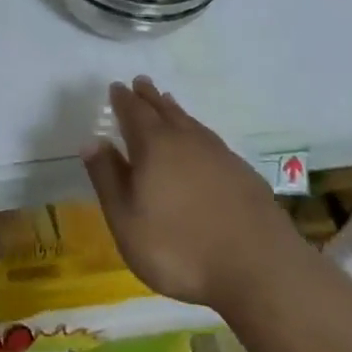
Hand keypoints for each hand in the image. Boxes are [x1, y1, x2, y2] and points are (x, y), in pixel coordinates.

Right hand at [81, 76, 297, 310]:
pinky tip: (201, 143)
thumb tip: (92, 141)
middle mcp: (186, 140)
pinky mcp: (243, 173)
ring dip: (175, 110)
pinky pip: (212, 140)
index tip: (116, 87)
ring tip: (167, 102)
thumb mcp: (127, 220)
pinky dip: (198, 133)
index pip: (134, 113)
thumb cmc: (179, 249)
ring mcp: (219, 154)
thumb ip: (108, 178)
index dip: (123, 100)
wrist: (259, 269)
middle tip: (141, 82)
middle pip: (164, 110)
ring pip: (190, 123)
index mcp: (154, 147)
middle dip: (149, 97)